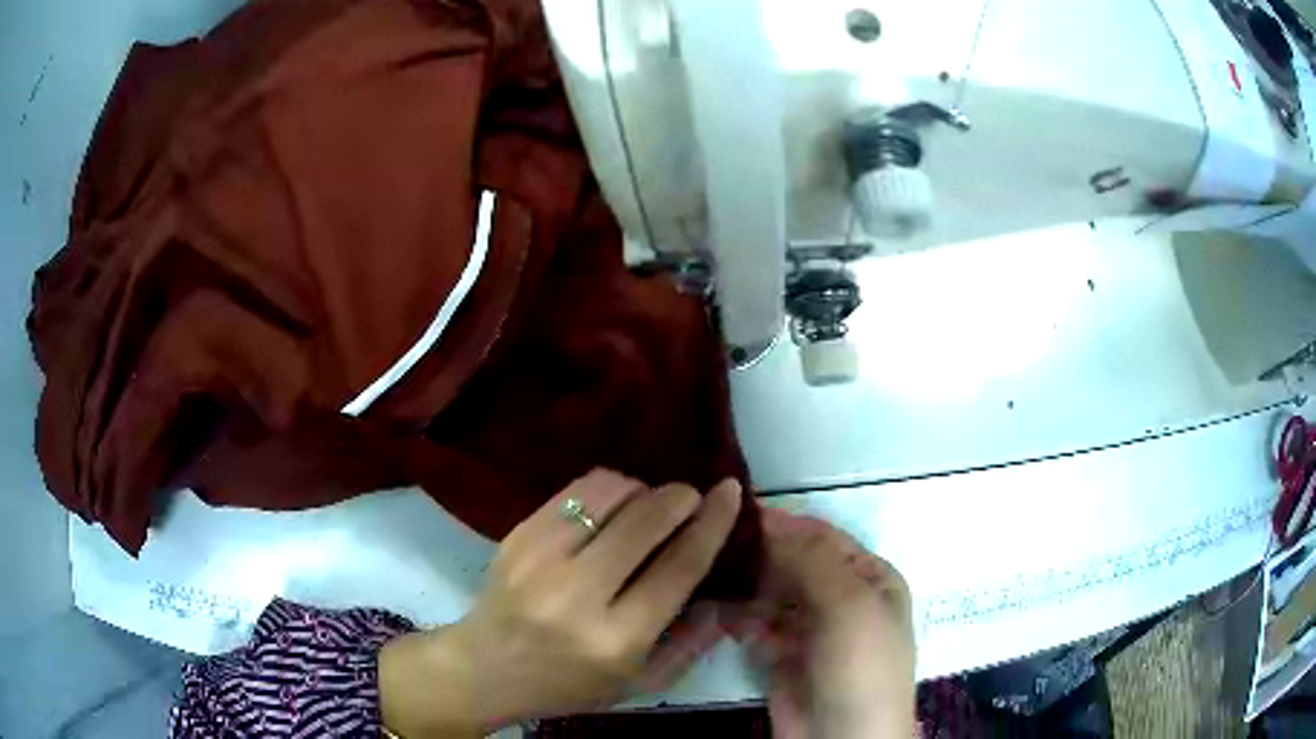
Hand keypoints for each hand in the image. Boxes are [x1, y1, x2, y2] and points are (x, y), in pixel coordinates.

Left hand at [380, 470, 742, 736]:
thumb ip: (691, 643)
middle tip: (690, 497)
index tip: (731, 491)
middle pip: (645, 521)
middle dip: (679, 497)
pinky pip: (574, 491)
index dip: (712, 523)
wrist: (486, 668)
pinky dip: (606, 488)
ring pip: (608, 494)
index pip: (678, 568)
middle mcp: (578, 596)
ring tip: (647, 504)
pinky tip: (611, 505)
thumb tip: (724, 591)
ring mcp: (540, 560)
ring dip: (641, 489)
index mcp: (616, 639)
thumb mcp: (639, 683)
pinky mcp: (517, 536)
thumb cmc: (569, 684)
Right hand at [728, 509, 914, 738]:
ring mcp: (811, 629)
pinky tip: (723, 616)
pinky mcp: (782, 656)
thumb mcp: (849, 605)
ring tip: (714, 582)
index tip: (735, 512)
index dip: (785, 524)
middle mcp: (842, 597)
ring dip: (747, 588)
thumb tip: (770, 519)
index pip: (824, 538)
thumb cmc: (859, 666)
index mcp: (870, 577)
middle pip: (795, 565)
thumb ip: (812, 559)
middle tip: (715, 547)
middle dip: (761, 557)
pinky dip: (741, 619)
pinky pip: (757, 627)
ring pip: (772, 595)